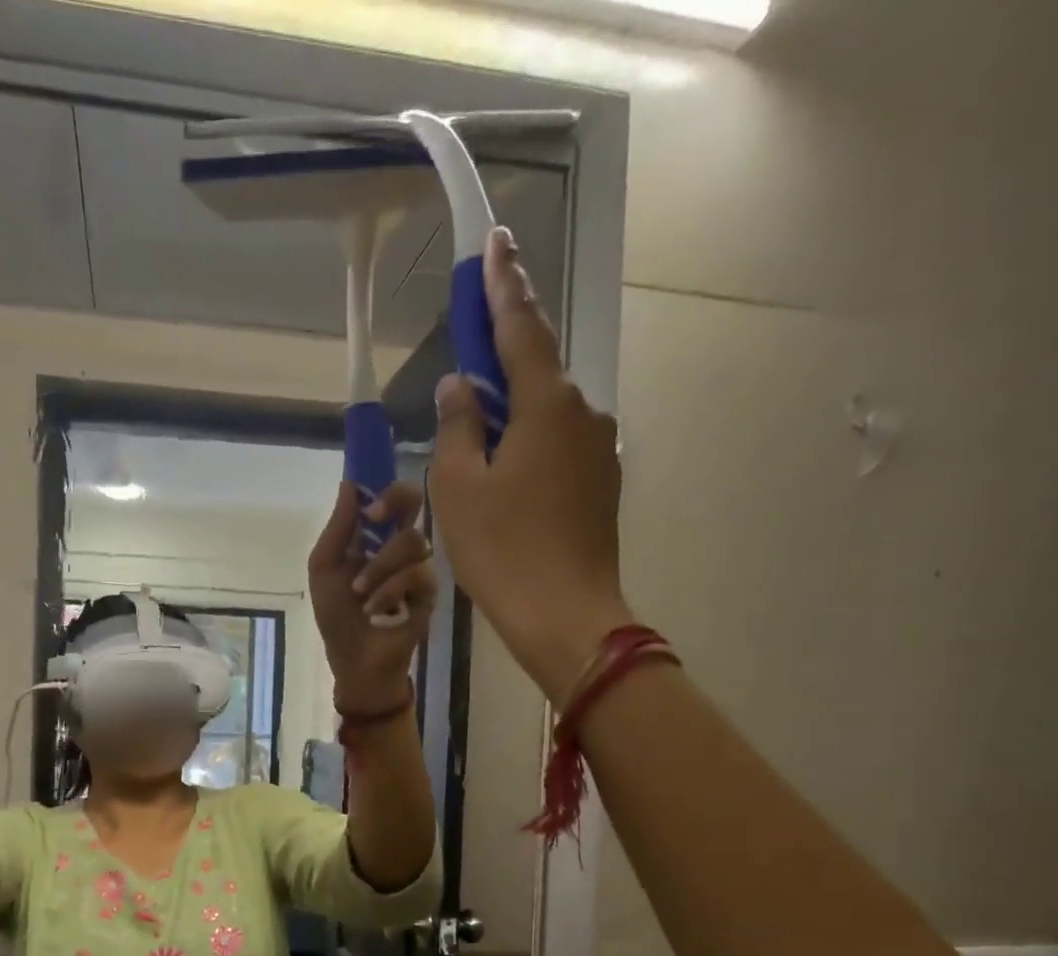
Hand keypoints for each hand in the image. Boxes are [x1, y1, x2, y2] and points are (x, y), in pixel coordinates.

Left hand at [307, 477, 436, 712]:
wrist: (354, 659)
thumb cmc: (336, 615)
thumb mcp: (325, 569)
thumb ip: (338, 528)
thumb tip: (349, 483)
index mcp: (373, 537)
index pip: (390, 496)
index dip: (384, 488)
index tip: (368, 503)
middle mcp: (398, 545)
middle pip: (414, 501)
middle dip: (396, 503)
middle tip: (374, 519)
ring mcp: (417, 566)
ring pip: (411, 541)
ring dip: (379, 567)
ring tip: (360, 593)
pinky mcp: (430, 592)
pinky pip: (418, 574)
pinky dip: (390, 591)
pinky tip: (376, 610)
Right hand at [429, 227, 634, 701]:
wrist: (565, 615)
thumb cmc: (502, 549)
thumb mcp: (459, 486)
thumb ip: (457, 426)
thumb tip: (460, 385)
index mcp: (547, 404)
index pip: (522, 327)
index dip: (504, 283)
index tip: (495, 238)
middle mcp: (583, 414)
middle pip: (535, 373)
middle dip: (499, 368)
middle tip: (463, 380)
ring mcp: (599, 451)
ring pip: (545, 416)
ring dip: (509, 421)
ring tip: (475, 457)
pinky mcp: (601, 485)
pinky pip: (557, 449)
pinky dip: (526, 451)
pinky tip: (504, 486)